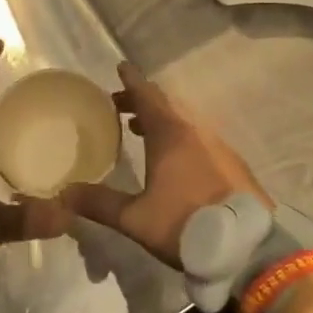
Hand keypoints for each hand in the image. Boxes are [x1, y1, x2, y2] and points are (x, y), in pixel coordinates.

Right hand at [61, 62, 269, 266]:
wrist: (248, 247)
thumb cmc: (186, 224)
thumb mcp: (135, 218)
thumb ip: (99, 203)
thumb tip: (63, 193)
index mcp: (170, 134)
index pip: (147, 95)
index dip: (131, 80)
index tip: (121, 65)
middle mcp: (195, 131)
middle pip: (165, 105)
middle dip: (141, 101)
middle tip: (119, 105)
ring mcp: (218, 146)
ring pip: (183, 121)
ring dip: (160, 120)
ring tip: (138, 131)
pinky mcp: (233, 164)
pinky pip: (199, 138)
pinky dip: (179, 136)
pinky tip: (173, 160)